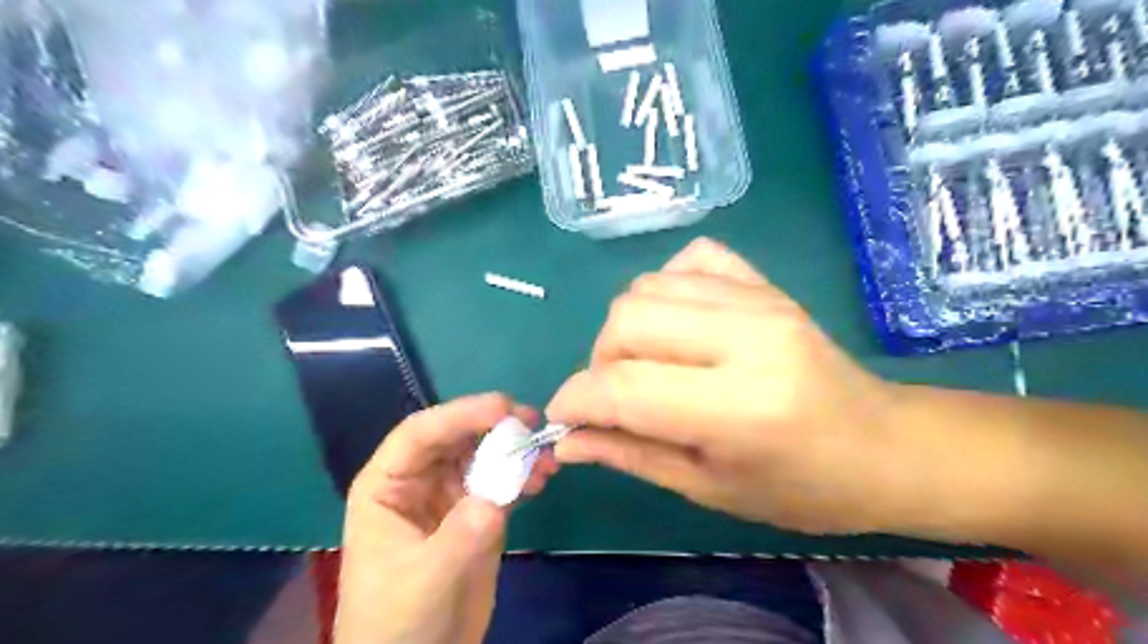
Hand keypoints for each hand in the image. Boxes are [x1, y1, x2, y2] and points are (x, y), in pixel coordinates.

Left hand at [337, 391, 561, 643]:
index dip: (460, 414)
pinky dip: (523, 474)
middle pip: (457, 437)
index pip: (420, 433)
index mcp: (388, 485)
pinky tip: (543, 477)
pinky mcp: (476, 512)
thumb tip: (495, 499)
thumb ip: (459, 537)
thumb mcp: (425, 580)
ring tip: (547, 455)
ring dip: (515, 449)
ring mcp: (450, 495)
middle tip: (535, 421)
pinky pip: (501, 481)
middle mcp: (419, 480)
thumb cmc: (398, 623)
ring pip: (483, 455)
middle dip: (494, 425)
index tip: (503, 408)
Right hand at [546, 240, 904, 534]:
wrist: (884, 446)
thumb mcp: (709, 488)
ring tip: (647, 365)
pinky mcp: (765, 283)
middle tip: (615, 397)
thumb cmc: (802, 488)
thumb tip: (567, 439)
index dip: (576, 400)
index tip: (563, 419)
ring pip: (647, 288)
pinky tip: (679, 325)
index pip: (623, 386)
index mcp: (738, 406)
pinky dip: (666, 290)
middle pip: (627, 320)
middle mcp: (747, 337)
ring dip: (627, 330)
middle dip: (600, 361)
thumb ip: (630, 455)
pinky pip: (688, 260)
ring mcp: (760, 299)